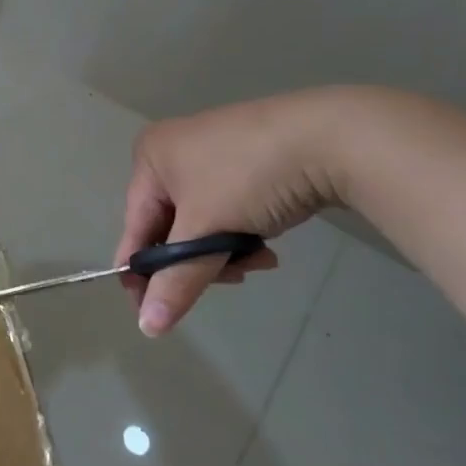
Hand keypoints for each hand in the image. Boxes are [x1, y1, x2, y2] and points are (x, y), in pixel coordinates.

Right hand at [118, 88, 355, 335]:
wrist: (331, 137)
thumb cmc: (248, 177)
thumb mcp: (206, 229)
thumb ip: (176, 281)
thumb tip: (148, 327)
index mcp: (149, 158)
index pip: (135, 227)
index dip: (142, 274)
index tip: (154, 315)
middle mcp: (173, 152)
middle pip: (170, 227)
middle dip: (197, 260)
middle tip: (228, 279)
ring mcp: (212, 153)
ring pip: (202, 222)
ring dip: (224, 251)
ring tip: (256, 260)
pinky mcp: (247, 159)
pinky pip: (227, 208)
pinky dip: (241, 232)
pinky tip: (267, 245)